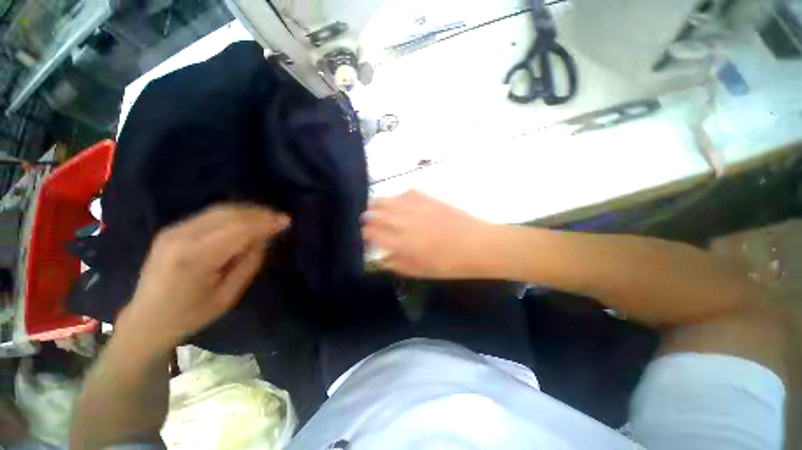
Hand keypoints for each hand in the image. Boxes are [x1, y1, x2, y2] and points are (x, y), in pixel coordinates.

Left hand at [117, 204, 289, 350]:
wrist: (146, 319)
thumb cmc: (190, 314)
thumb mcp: (228, 295)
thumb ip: (249, 263)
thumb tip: (264, 238)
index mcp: (196, 258)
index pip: (239, 229)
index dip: (266, 222)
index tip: (287, 221)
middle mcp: (182, 237)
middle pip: (230, 214)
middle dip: (260, 213)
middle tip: (281, 217)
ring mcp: (174, 230)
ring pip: (220, 210)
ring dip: (248, 211)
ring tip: (268, 217)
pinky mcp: (172, 229)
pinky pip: (209, 214)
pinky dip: (233, 213)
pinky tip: (246, 219)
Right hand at [362, 190, 496, 278]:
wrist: (479, 245)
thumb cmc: (451, 264)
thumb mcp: (422, 272)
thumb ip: (399, 264)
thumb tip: (384, 259)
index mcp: (402, 243)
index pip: (372, 233)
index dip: (365, 234)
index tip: (365, 237)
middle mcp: (404, 222)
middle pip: (376, 214)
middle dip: (368, 217)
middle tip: (367, 220)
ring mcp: (417, 207)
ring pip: (388, 200)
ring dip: (379, 204)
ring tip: (377, 207)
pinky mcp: (429, 199)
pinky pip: (408, 192)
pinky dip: (400, 196)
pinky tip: (401, 201)